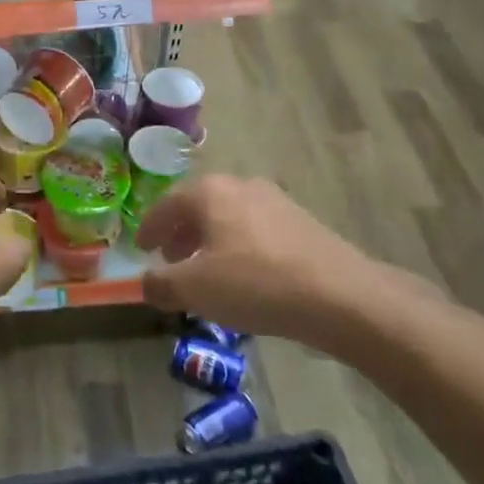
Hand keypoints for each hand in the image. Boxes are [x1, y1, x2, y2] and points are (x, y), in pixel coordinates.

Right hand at [136, 175, 395, 350]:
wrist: (341, 296)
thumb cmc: (255, 284)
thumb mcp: (194, 290)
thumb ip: (161, 285)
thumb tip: (146, 284)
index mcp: (210, 192)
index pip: (167, 204)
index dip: (150, 227)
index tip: (141, 247)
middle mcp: (242, 186)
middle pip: (200, 207)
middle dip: (181, 233)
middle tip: (169, 258)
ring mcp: (277, 202)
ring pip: (230, 218)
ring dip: (211, 241)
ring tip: (205, 271)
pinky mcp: (303, 224)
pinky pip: (256, 231)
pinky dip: (239, 247)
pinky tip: (243, 277)